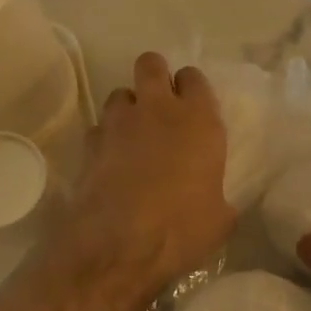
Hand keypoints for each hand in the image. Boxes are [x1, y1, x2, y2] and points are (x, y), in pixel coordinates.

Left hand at [47, 52, 235, 303]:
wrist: (120, 246)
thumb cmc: (182, 229)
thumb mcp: (220, 218)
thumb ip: (218, 195)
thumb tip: (216, 201)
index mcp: (198, 119)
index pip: (194, 77)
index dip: (191, 88)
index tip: (192, 106)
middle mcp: (158, 109)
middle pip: (151, 64)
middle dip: (155, 75)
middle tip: (159, 103)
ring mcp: (119, 123)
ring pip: (120, 93)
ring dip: (127, 108)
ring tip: (133, 134)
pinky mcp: (90, 143)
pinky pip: (99, 128)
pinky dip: (105, 138)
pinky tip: (111, 160)